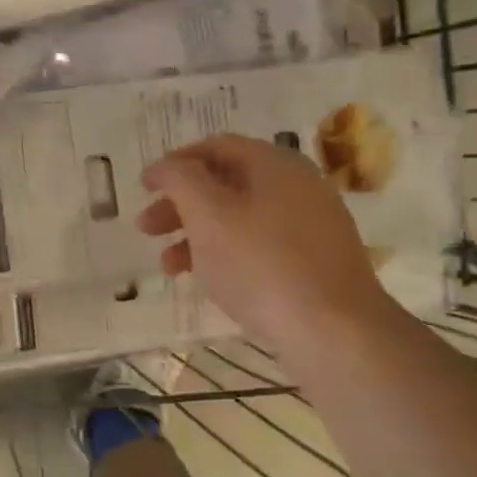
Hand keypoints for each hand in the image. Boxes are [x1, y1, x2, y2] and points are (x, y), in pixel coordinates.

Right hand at [138, 134, 394, 354]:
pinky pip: (260, 246)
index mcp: (274, 164)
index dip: (175, 163)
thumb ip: (180, 181)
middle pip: (226, 183)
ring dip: (197, 236)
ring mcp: (310, 225)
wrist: (333, 329)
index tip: (143, 187)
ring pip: (240, 219)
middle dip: (180, 204)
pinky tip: (211, 281)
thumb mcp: (209, 216)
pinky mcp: (314, 262)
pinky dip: (227, 255)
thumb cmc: (261, 265)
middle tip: (146, 229)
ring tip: (168, 267)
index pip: (216, 147)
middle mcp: (297, 186)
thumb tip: (163, 166)